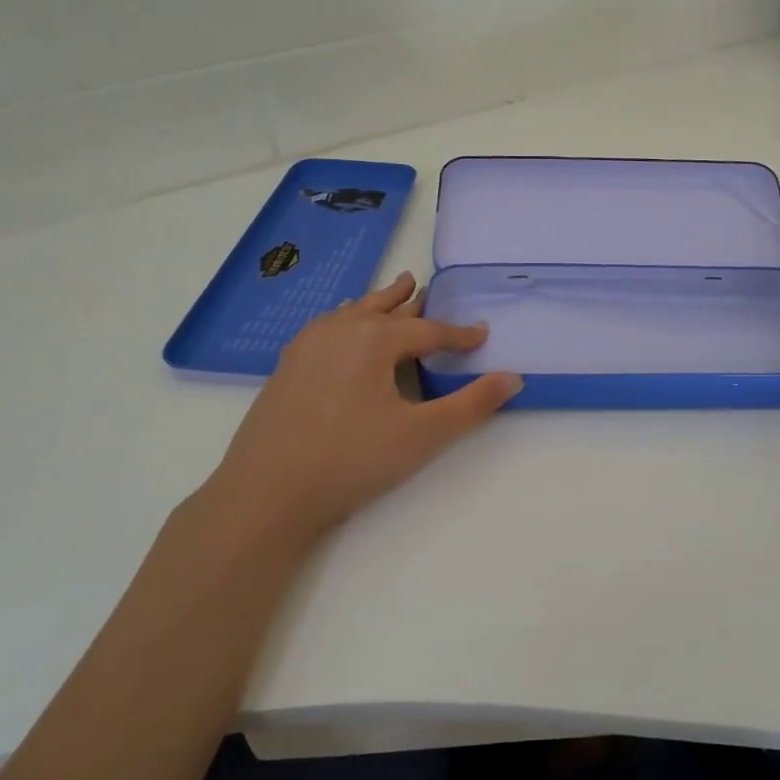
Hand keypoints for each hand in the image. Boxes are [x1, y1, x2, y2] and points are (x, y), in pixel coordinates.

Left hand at [188, 273, 520, 552]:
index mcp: (375, 339)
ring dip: (379, 302)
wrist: (266, 492)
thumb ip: (472, 404)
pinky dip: (348, 318)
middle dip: (412, 302)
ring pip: (354, 312)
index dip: (459, 335)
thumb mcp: (422, 435)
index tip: (482, 335)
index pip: (429, 331)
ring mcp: (308, 345)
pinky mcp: (288, 365)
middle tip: (428, 287)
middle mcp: (341, 330)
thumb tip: (514, 378)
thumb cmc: (351, 460)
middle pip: (386, 308)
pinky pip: (329, 326)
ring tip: (394, 290)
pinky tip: (343, 328)